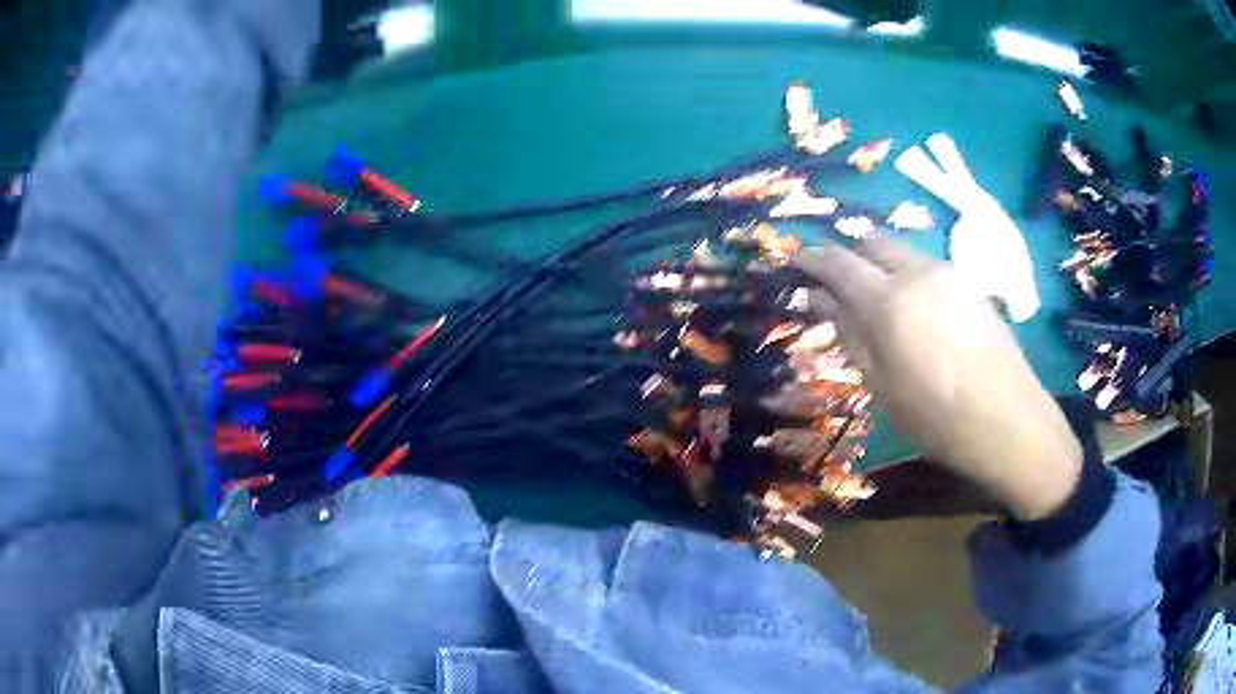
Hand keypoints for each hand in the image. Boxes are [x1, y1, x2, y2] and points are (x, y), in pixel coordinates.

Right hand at [793, 237, 1081, 520]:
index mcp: (888, 301)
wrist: (1009, 422)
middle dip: (849, 254)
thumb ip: (848, 333)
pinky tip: (916, 310)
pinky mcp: (970, 284)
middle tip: (836, 282)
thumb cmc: (937, 418)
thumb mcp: (881, 385)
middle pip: (871, 241)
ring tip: (877, 299)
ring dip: (880, 264)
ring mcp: (949, 274)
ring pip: (902, 252)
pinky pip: (928, 267)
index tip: (796, 261)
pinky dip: (908, 276)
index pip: (838, 262)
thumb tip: (818, 297)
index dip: (812, 258)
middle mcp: (918, 273)